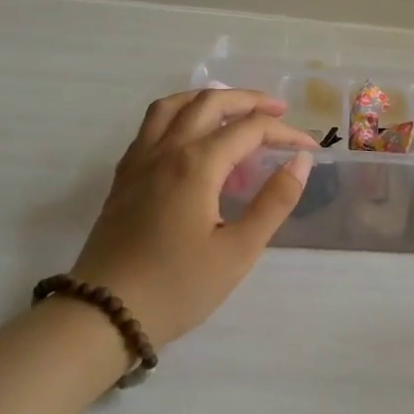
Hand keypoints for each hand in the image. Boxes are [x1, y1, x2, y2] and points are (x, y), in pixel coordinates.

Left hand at [69, 88, 315, 347]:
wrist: (104, 314)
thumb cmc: (178, 287)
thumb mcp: (238, 251)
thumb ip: (274, 201)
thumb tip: (301, 161)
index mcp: (196, 165)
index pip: (249, 130)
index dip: (284, 132)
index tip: (309, 147)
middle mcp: (166, 150)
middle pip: (209, 103)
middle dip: (248, 100)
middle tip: (278, 110)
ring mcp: (139, 161)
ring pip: (173, 106)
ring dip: (208, 98)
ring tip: (233, 109)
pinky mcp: (124, 177)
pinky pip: (151, 126)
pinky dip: (179, 115)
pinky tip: (192, 137)